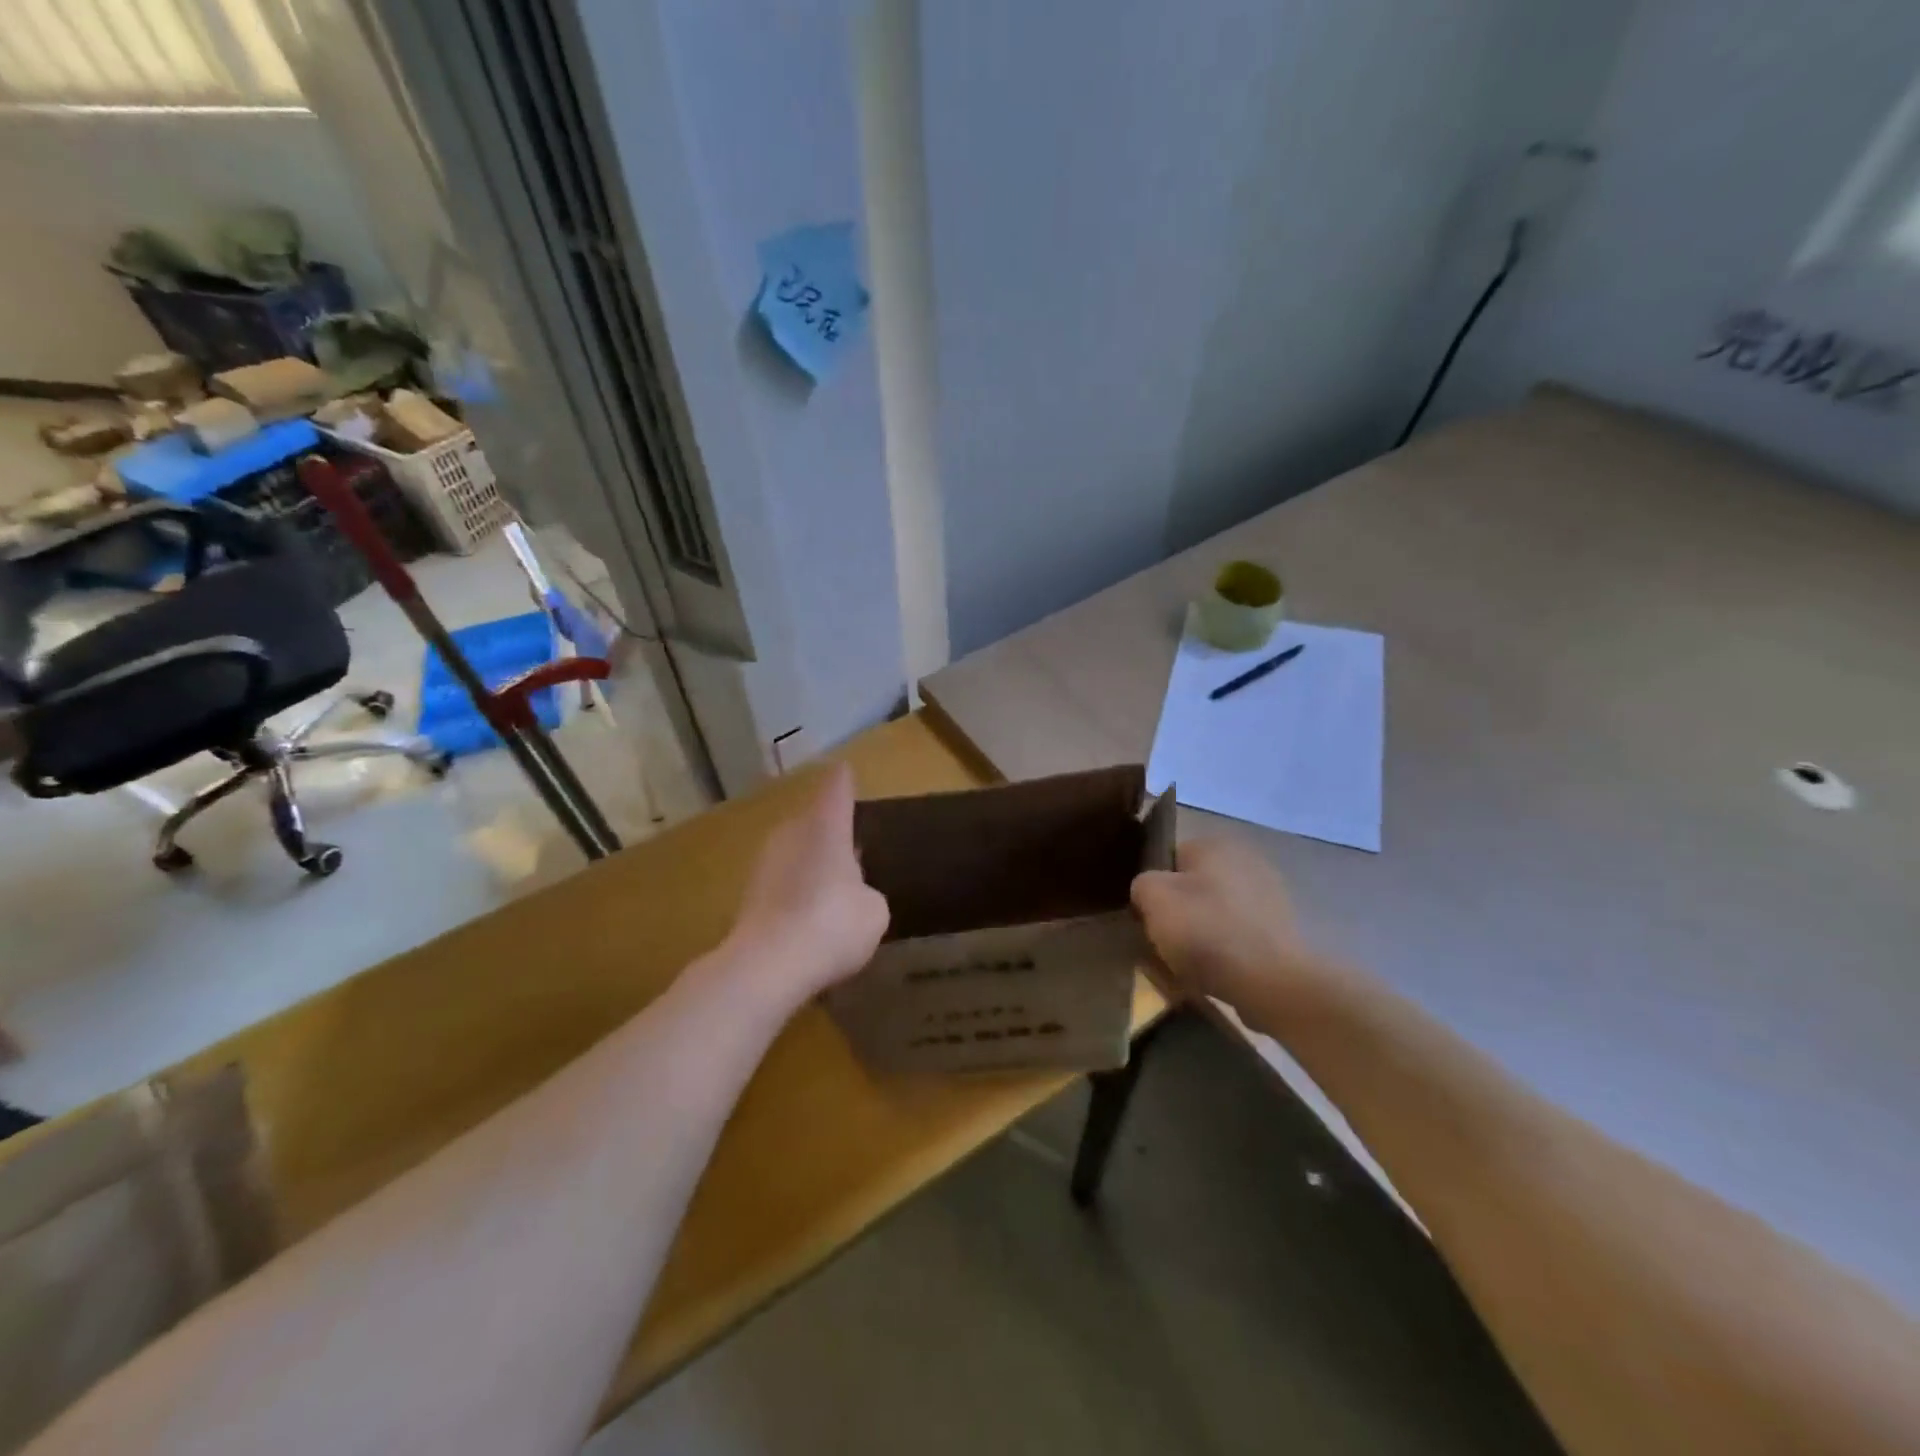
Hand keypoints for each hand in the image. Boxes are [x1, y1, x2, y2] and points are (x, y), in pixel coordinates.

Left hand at [730, 764, 888, 1001]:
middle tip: (850, 844)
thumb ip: (867, 893)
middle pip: (812, 819)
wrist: (767, 966)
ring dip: (811, 862)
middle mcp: (792, 832)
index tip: (846, 772)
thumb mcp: (873, 911)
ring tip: (832, 884)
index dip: (844, 781)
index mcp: (827, 825)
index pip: (837, 788)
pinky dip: (796, 891)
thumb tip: (854, 894)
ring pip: (795, 850)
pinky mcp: (749, 894)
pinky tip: (810, 915)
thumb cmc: (833, 924)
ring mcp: (765, 862)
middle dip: (829, 829)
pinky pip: (782, 881)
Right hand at [1131, 837, 1323, 1017]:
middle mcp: (1246, 860)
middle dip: (1179, 911)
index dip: (1153, 889)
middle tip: (1164, 942)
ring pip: (1215, 913)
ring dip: (1201, 934)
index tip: (1147, 917)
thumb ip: (1142, 884)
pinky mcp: (1282, 931)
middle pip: (1193, 886)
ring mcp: (1269, 896)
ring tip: (1188, 964)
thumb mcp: (1155, 898)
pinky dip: (1225, 951)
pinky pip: (1238, 937)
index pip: (1169, 859)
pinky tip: (1216, 973)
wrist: (1273, 982)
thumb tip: (1149, 892)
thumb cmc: (1208, 931)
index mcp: (1215, 844)